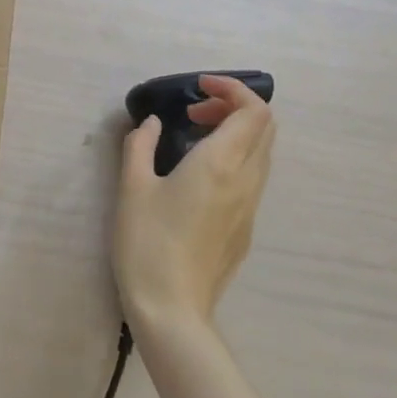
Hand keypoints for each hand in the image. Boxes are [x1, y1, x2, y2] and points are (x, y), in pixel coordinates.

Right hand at [114, 74, 275, 335]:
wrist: (172, 309)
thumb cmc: (147, 242)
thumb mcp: (132, 187)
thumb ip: (140, 145)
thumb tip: (150, 124)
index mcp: (220, 164)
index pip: (253, 111)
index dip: (232, 89)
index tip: (198, 88)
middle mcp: (245, 181)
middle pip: (265, 127)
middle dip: (234, 106)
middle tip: (194, 112)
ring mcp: (250, 207)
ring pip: (261, 153)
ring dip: (235, 132)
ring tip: (193, 137)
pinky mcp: (245, 228)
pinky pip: (252, 177)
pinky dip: (234, 156)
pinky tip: (197, 174)